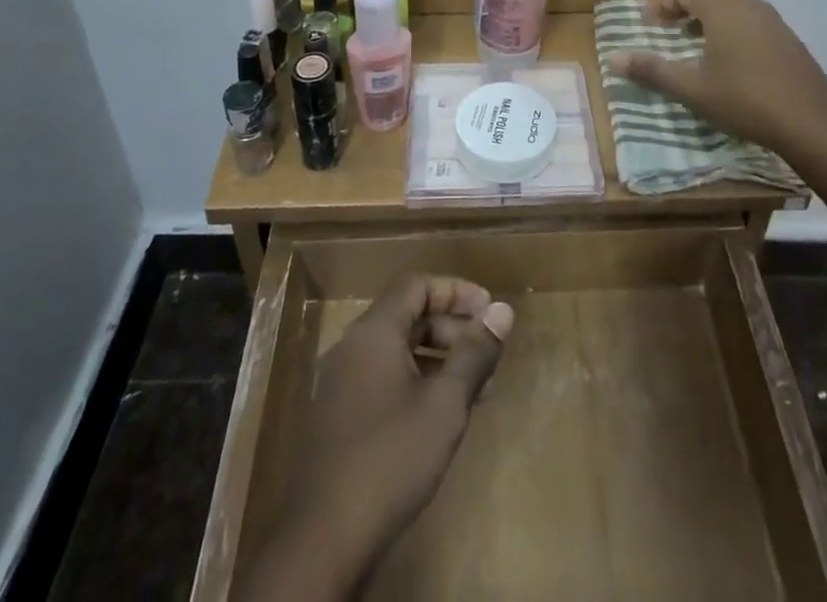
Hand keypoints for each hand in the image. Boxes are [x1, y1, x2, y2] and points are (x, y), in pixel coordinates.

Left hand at [248, 275, 513, 596]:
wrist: (323, 539)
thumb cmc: (391, 458)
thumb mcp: (445, 404)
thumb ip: (475, 353)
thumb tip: (503, 310)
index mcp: (374, 332)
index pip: (416, 286)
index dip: (455, 291)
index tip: (488, 310)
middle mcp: (352, 346)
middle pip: (407, 316)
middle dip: (451, 328)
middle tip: (486, 352)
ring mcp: (340, 383)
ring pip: (396, 350)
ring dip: (437, 358)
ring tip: (476, 388)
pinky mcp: (337, 417)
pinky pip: (383, 378)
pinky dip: (416, 381)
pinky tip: (440, 415)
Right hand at [609, 0, 826, 160]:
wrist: (812, 123)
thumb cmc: (745, 99)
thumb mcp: (692, 88)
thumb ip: (653, 70)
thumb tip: (613, 59)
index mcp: (722, 8)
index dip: (662, 3)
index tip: (646, 21)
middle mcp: (748, 4)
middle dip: (685, 6)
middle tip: (667, 27)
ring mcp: (773, 20)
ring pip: (733, 6)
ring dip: (709, 16)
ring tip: (693, 40)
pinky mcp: (788, 39)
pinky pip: (751, 21)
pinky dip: (731, 28)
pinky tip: (728, 58)